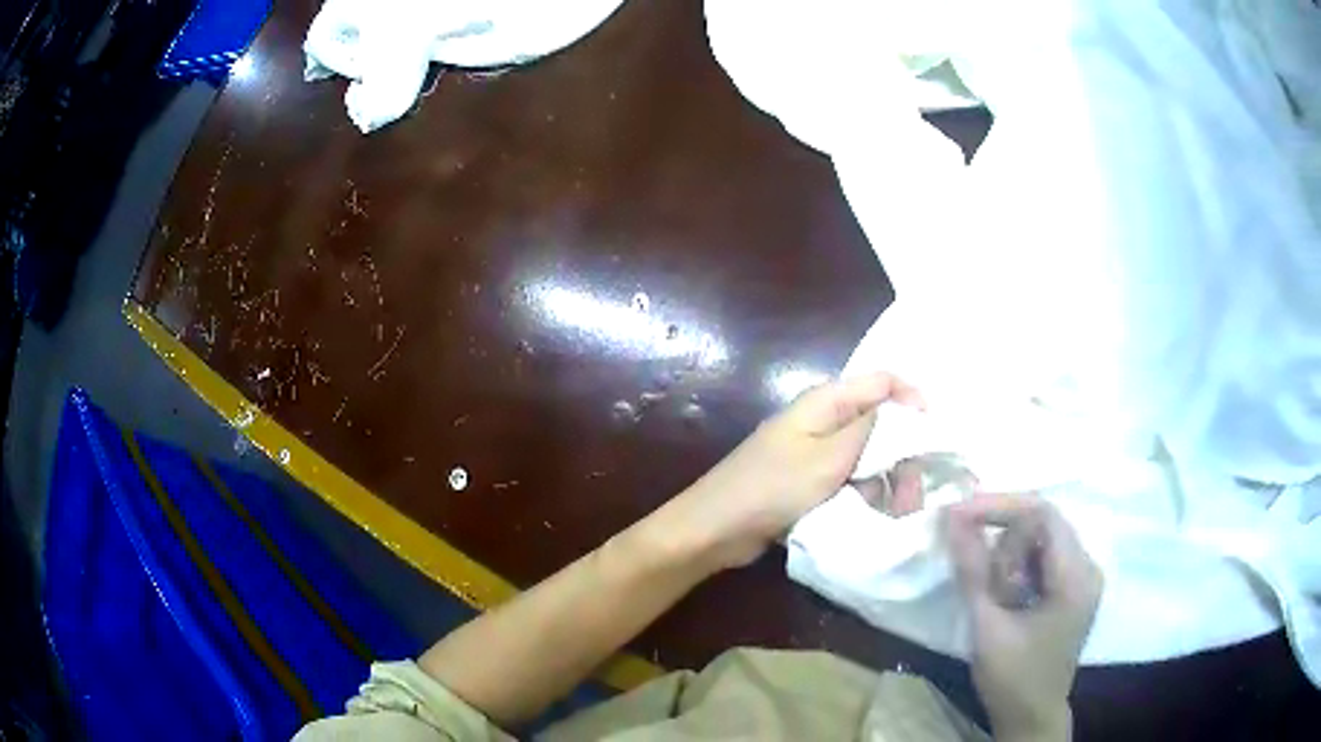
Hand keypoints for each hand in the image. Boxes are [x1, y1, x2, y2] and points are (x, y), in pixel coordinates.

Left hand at [658, 373, 923, 571]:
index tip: (934, 431)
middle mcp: (822, 420)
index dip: (912, 398)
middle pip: (877, 421)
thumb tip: (904, 407)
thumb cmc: (772, 488)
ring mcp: (815, 452)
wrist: (717, 529)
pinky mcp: (809, 480)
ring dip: (886, 476)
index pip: (881, 381)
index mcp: (824, 402)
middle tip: (917, 483)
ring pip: (867, 454)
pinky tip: (876, 512)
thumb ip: (870, 430)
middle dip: (902, 449)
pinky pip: (849, 478)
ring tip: (899, 506)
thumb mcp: (828, 458)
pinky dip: (865, 492)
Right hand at [945, 494, 1102, 741]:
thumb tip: (952, 519)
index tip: (957, 515)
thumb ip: (973, 571)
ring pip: (1041, 541)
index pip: (1043, 514)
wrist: (1030, 717)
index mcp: (1076, 576)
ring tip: (994, 599)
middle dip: (1004, 543)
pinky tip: (1005, 599)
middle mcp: (1087, 567)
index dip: (999, 507)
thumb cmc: (1012, 678)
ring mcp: (1082, 578)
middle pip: (1043, 525)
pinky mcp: (1072, 589)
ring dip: (1009, 559)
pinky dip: (1017, 570)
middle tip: (979, 579)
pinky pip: (1043, 559)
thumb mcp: (988, 627)